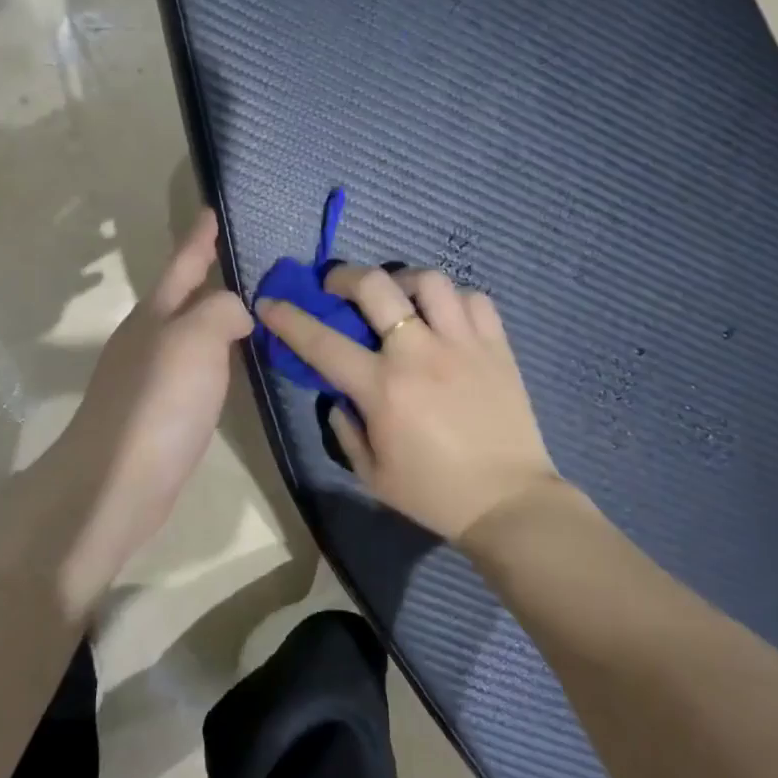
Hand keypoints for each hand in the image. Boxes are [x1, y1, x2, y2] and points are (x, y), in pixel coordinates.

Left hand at [49, 210, 251, 597]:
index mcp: (155, 315)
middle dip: (208, 274)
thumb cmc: (157, 403)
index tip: (213, 211)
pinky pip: (197, 367)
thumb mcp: (194, 340)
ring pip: (190, 332)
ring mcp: (151, 376)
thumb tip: (236, 312)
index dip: (199, 237)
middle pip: (183, 296)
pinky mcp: (161, 411)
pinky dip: (217, 356)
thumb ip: (220, 311)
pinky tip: (233, 365)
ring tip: (249, 307)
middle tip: (245, 259)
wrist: (117, 483)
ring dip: (215, 316)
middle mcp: (149, 339)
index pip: (182, 264)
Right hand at [257, 265, 563, 541]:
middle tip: (338, 287)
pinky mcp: (497, 346)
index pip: (322, 342)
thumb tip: (337, 394)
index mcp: (383, 388)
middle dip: (345, 276)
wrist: (508, 502)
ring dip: (403, 281)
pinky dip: (454, 300)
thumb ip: (345, 428)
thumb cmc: (433, 493)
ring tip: (398, 297)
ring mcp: (462, 344)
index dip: (289, 319)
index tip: (270, 303)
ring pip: (429, 281)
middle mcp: (419, 353)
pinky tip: (445, 316)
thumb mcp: (372, 474)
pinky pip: (474, 299)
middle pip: (375, 286)